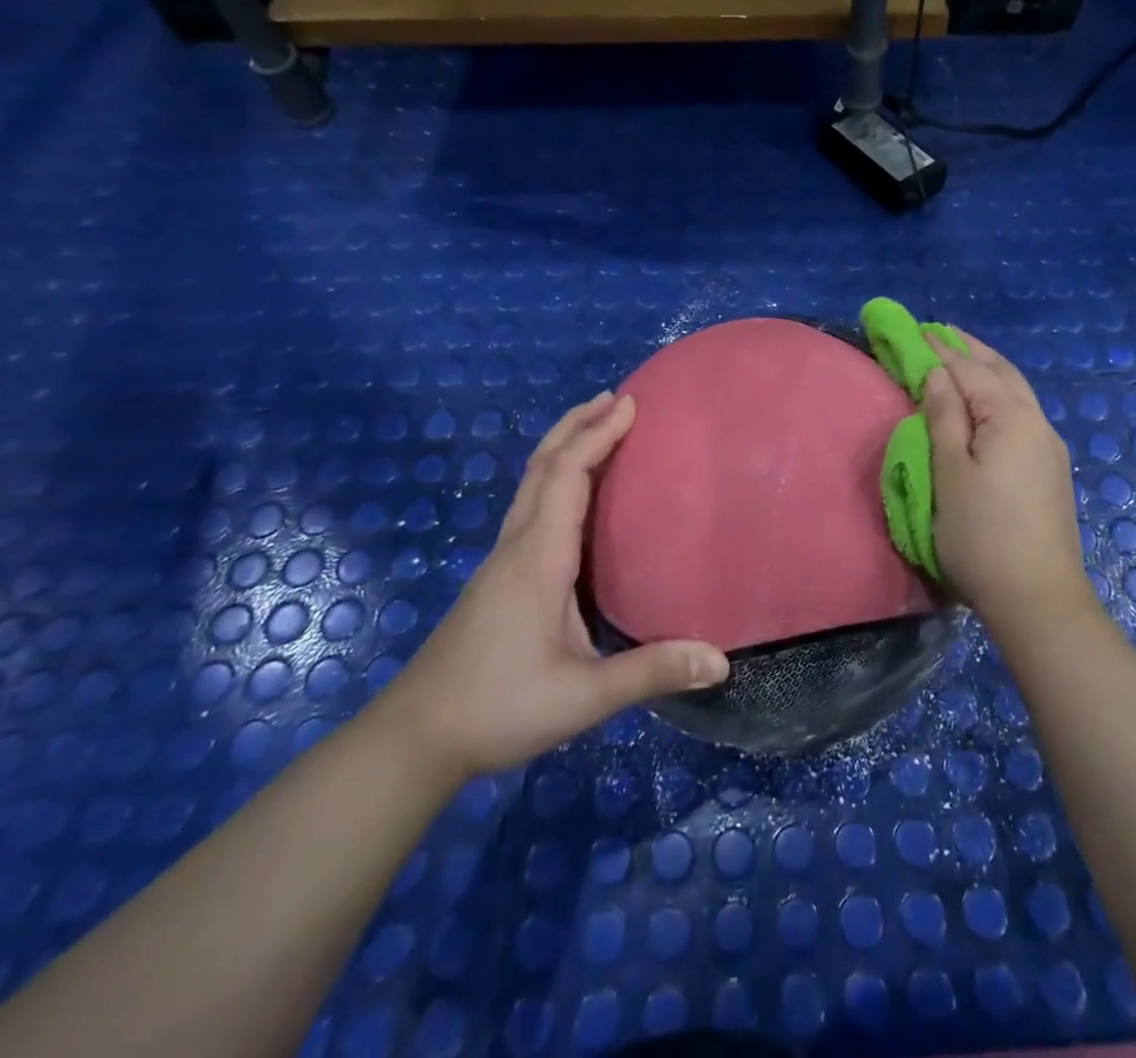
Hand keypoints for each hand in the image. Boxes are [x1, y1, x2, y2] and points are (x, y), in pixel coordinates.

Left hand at [382, 391, 729, 780]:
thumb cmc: (499, 708)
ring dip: (563, 446)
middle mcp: (517, 545)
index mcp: (539, 558)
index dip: (597, 435)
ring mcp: (501, 559)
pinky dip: (554, 475)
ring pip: (531, 482)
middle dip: (578, 424)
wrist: (415, 737)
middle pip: (542, 464)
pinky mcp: (496, 576)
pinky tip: (572, 493)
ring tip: (597, 427)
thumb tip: (720, 660)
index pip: (567, 476)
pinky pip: (529, 504)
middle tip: (616, 398)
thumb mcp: (582, 697)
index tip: (630, 405)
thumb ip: (650, 672)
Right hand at [921, 332, 1093, 642]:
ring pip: (1016, 392)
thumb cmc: (981, 533)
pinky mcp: (1050, 469)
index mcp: (1011, 417)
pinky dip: (1000, 394)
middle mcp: (1037, 422)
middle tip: (940, 333)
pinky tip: (989, 402)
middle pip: (1001, 372)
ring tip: (962, 358)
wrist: (1037, 596)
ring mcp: (1048, 447)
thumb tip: (938, 374)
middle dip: (970, 350)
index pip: (969, 370)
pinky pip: (1022, 413)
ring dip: (988, 370)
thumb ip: (944, 416)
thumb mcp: (950, 471)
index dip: (940, 350)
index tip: (916, 330)